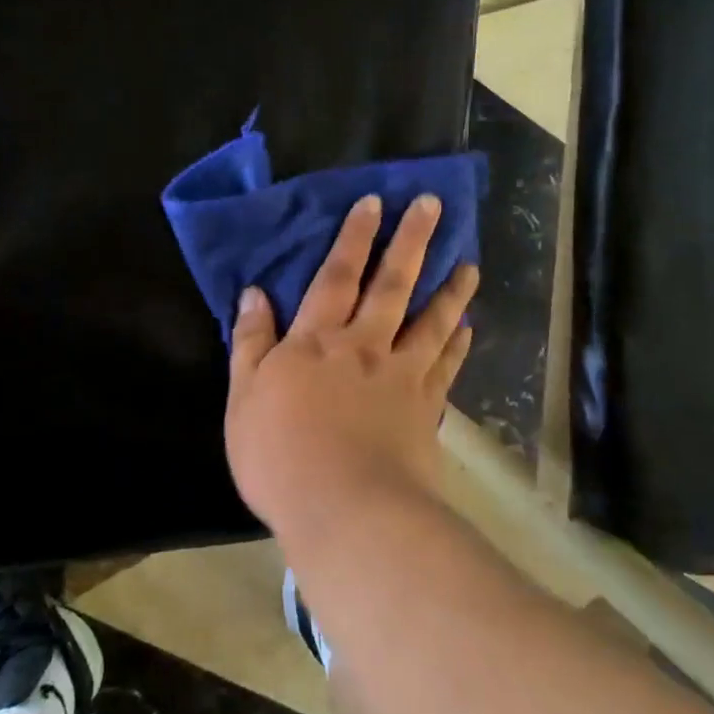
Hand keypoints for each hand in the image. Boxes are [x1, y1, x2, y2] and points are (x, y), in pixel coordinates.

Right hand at [225, 194, 479, 538]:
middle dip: (411, 241)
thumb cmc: (280, 455)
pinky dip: (457, 345)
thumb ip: (251, 342)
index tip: (374, 204)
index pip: (336, 276)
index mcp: (317, 340)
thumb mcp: (243, 397)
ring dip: (450, 290)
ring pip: (430, 321)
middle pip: (391, 285)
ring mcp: (400, 376)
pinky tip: (468, 329)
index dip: (354, 238)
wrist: (345, 510)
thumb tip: (254, 292)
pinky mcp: (424, 408)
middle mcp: (364, 346)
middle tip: (433, 205)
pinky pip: (445, 368)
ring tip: (470, 264)